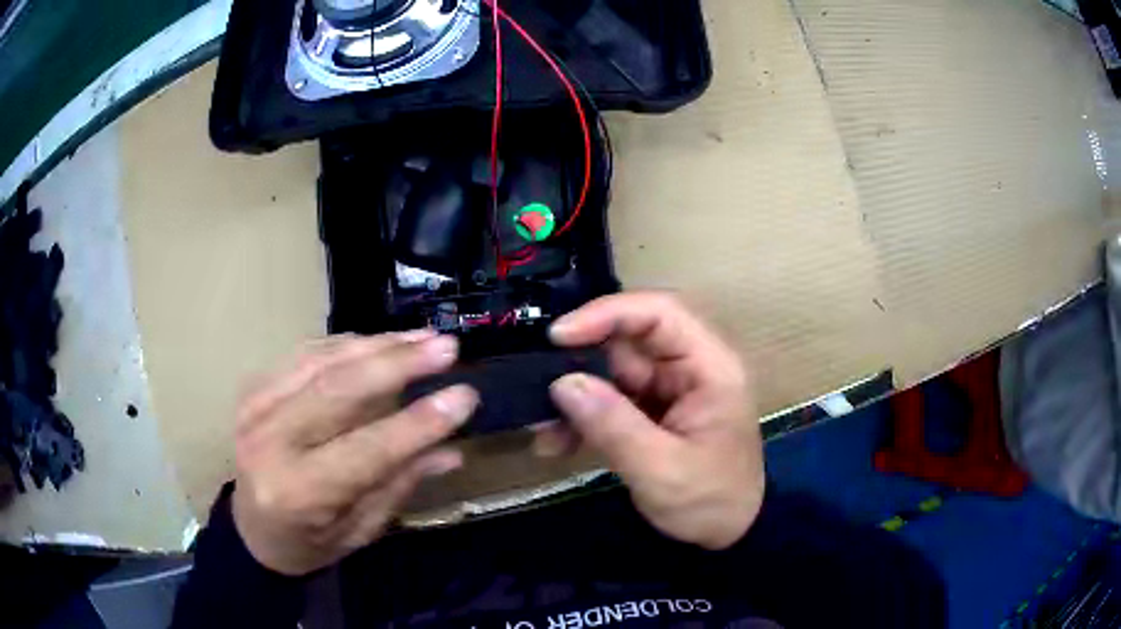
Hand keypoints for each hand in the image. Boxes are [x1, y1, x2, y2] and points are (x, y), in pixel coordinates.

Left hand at [231, 331, 478, 575]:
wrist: (249, 529)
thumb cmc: (307, 543)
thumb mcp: (359, 531)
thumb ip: (399, 486)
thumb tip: (452, 450)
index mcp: (298, 491)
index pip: (366, 450)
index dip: (418, 422)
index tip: (465, 395)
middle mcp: (270, 441)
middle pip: (338, 389)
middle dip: (398, 363)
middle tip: (447, 346)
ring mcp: (256, 407)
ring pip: (322, 361)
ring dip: (377, 345)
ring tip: (422, 337)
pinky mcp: (254, 388)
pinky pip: (305, 354)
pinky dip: (346, 344)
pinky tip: (379, 342)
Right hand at [546, 293, 763, 549]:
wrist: (728, 535)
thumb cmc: (710, 501)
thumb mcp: (662, 470)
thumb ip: (614, 426)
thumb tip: (563, 383)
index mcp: (709, 366)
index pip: (660, 313)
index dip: (608, 313)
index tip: (558, 336)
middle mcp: (688, 367)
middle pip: (628, 341)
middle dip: (579, 362)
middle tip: (536, 388)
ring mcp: (668, 389)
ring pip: (611, 372)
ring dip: (574, 397)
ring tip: (542, 429)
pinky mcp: (651, 411)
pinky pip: (609, 400)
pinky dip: (582, 417)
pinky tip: (556, 443)